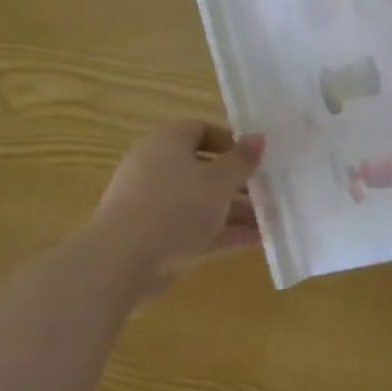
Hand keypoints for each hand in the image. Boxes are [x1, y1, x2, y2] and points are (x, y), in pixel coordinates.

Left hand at [95, 121, 265, 277]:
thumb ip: (242, 161)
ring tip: (269, 221)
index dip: (230, 141)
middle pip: (202, 169)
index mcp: (168, 142)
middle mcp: (155, 167)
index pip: (201, 129)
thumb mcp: (220, 180)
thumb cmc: (176, 206)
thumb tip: (258, 138)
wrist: (121, 260)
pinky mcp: (150, 237)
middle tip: (266, 192)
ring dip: (233, 211)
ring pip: (199, 202)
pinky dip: (219, 232)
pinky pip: (191, 228)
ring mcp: (150, 204)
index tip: (254, 158)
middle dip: (236, 182)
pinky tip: (253, 241)